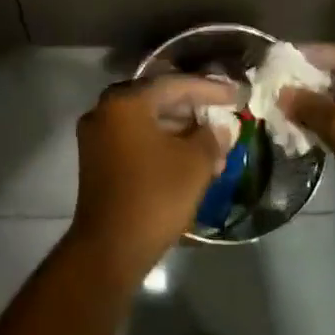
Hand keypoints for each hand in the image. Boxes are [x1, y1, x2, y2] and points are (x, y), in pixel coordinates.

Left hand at [70, 74, 233, 284]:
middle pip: (158, 99)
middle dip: (194, 109)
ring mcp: (97, 136)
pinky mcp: (97, 160)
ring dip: (181, 130)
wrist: (109, 250)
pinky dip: (162, 144)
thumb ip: (212, 137)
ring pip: (147, 121)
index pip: (175, 84)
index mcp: (126, 102)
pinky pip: (136, 139)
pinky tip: (190, 158)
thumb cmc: (155, 196)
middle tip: (224, 114)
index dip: (210, 89)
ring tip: (214, 144)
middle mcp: (105, 110)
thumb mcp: (195, 163)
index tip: (237, 95)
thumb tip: (220, 128)